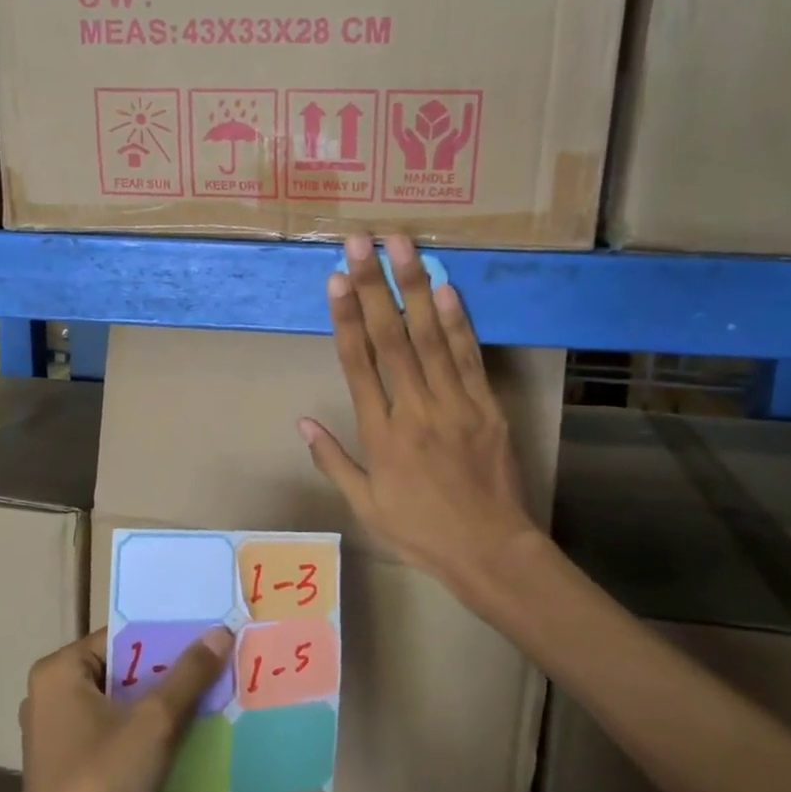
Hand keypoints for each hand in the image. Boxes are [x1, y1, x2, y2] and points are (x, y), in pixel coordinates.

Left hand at [17, 627, 232, 791]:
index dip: (168, 636)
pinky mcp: (71, 771)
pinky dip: (148, 734)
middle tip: (217, 665)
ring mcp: (59, 737)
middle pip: (124, 669)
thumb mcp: (155, 724)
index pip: (123, 636)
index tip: (209, 637)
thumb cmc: (103, 788)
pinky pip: (117, 734)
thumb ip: (190, 673)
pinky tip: (187, 738)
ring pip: (123, 704)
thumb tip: (221, 630)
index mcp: (58, 672)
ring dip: (163, 705)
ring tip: (211, 697)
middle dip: (169, 672)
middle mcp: (52, 696)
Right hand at [300, 233, 541, 611]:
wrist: (489, 549)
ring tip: (403, 247)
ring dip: (415, 288)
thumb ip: (333, 461)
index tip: (335, 279)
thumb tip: (301, 423)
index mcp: (380, 433)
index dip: (346, 317)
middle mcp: (415, 408)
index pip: (357, 364)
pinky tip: (445, 289)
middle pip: (391, 338)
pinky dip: (458, 322)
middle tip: (361, 242)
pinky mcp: (486, 406)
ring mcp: (454, 403)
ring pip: (430, 337)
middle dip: (374, 286)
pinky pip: (469, 358)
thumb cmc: (420, 530)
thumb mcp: (365, 505)